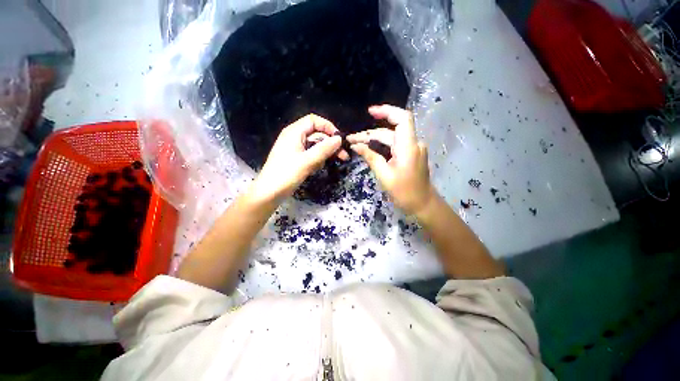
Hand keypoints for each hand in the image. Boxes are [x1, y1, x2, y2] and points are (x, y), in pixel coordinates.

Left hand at [251, 114, 348, 202]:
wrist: (269, 193)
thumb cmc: (286, 174)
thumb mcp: (308, 161)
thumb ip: (324, 149)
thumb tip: (339, 139)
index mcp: (294, 132)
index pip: (314, 121)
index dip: (328, 127)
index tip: (339, 139)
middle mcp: (294, 137)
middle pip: (316, 134)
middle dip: (330, 144)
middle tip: (344, 156)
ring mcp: (295, 148)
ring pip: (315, 146)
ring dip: (324, 154)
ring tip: (328, 164)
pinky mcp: (296, 159)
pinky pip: (310, 155)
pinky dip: (316, 160)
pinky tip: (316, 169)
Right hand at [348, 105, 434, 214]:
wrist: (422, 204)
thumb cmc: (404, 192)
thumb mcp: (384, 175)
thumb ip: (371, 157)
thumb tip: (355, 146)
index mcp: (408, 147)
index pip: (402, 118)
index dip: (387, 111)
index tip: (370, 112)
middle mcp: (412, 143)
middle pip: (389, 132)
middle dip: (369, 135)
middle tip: (351, 140)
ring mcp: (412, 149)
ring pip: (390, 139)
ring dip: (373, 141)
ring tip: (355, 144)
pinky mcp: (410, 155)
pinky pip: (394, 146)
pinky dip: (381, 147)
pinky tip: (368, 149)